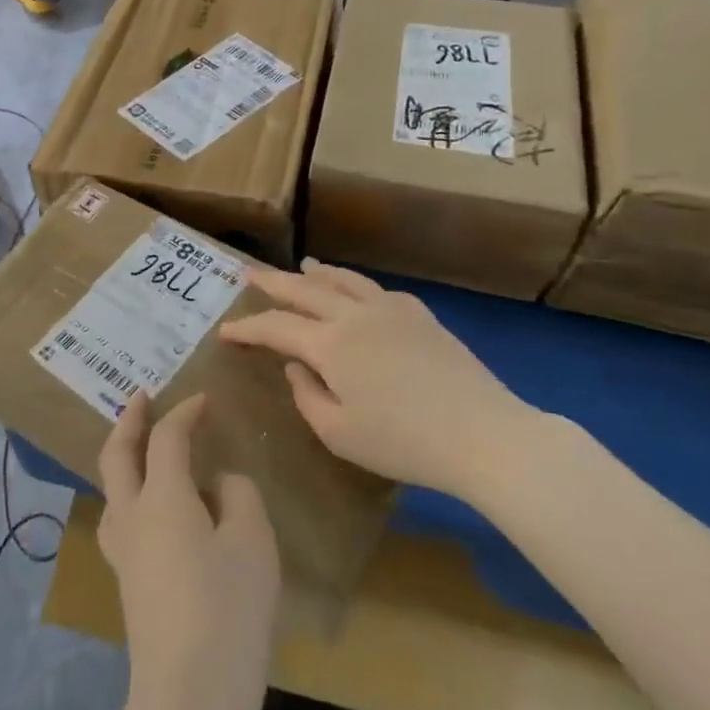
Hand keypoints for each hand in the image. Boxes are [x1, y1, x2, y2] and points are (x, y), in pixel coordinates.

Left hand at [97, 394, 279, 709]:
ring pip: (111, 487)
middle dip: (128, 420)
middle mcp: (132, 515)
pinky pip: (121, 517)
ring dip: (122, 455)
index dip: (184, 412)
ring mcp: (123, 551)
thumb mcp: (252, 544)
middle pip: (117, 454)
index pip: (166, 437)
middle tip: (140, 397)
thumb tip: (218, 483)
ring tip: (142, 446)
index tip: (203, 399)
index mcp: (161, 497)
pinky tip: (154, 506)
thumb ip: (238, 496)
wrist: (188, 699)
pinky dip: (131, 491)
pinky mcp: (127, 581)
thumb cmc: (227, 612)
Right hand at [217, 260, 540, 502]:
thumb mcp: (339, 434)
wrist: (484, 434)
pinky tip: (356, 290)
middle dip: (272, 281)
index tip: (224, 331)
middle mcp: (355, 315)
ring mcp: (391, 310)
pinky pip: (377, 289)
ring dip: (316, 273)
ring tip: (302, 266)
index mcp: (330, 344)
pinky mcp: (421, 316)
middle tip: (248, 274)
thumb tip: (297, 366)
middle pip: (304, 289)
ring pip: (344, 280)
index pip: (275, 327)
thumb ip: (307, 396)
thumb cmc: (404, 443)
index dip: (246, 328)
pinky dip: (355, 284)